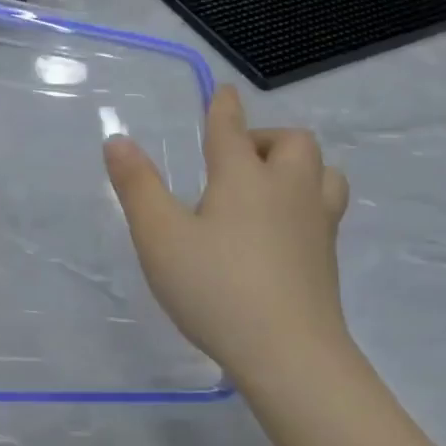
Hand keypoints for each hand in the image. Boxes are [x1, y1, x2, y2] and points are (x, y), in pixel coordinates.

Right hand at [104, 87, 351, 376]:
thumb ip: (137, 185)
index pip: (232, 128)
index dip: (224, 106)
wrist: (289, 354)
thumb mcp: (159, 236)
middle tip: (235, 159)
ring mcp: (316, 225)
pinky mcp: (328, 259)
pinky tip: (281, 229)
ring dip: (297, 167)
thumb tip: (117, 140)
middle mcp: (287, 190)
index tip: (223, 91)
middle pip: (292, 142)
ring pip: (323, 173)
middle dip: (266, 137)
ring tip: (267, 187)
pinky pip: (325, 208)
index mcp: (243, 177)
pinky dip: (305, 201)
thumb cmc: (215, 286)